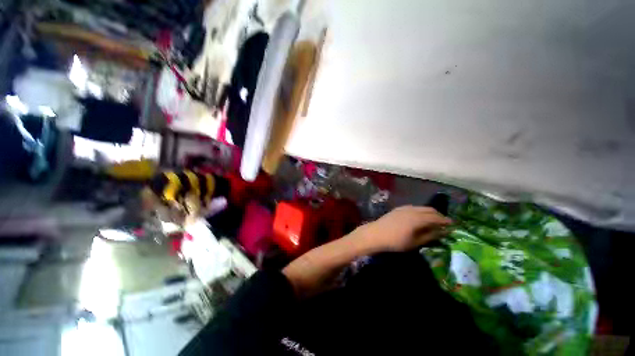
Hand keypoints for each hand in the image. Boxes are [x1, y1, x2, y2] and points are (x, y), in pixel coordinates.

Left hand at [355, 206, 451, 252]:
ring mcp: (404, 208)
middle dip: (439, 215)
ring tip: (433, 220)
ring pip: (421, 208)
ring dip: (429, 212)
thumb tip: (443, 232)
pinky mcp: (398, 209)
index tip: (453, 225)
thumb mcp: (415, 242)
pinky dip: (420, 211)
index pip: (436, 217)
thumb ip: (430, 235)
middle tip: (444, 223)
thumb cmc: (395, 241)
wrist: (375, 234)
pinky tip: (419, 217)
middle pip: (429, 210)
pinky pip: (413, 207)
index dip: (445, 221)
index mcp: (418, 218)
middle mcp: (412, 210)